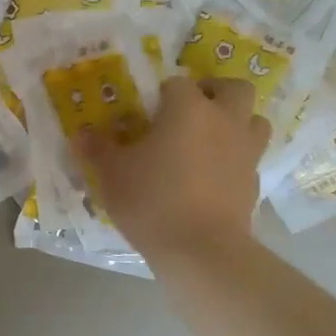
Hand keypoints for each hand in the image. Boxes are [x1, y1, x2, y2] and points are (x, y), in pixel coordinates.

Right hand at [74, 76, 269, 259]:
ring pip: (254, 120)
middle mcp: (224, 121)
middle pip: (234, 88)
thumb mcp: (113, 174)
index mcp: (189, 109)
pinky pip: (250, 158)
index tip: (148, 112)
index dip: (163, 93)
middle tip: (192, 108)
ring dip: (236, 122)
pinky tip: (214, 176)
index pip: (178, 83)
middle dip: (215, 91)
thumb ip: (98, 149)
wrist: (202, 252)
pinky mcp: (254, 183)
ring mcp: (246, 152)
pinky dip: (235, 159)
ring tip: (210, 138)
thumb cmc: (152, 201)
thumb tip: (81, 134)